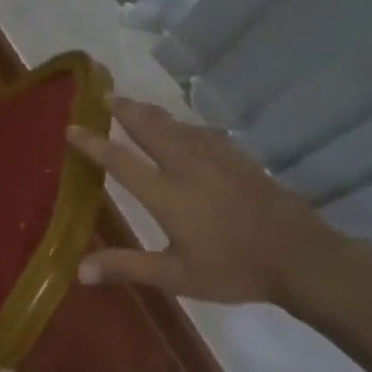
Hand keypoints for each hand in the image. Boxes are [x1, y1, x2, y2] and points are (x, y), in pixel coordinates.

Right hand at [66, 98, 341, 305]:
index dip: (93, 143)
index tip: (72, 127)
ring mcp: (217, 159)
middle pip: (150, 129)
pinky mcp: (240, 159)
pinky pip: (204, 133)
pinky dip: (185, 125)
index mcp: (168, 194)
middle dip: (125, 111)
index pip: (121, 161)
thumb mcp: (176, 276)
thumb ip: (126, 267)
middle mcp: (188, 167)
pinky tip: (186, 128)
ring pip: (177, 126)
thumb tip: (78, 270)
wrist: (299, 256)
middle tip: (105, 95)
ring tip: (136, 105)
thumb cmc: (233, 269)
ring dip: (152, 113)